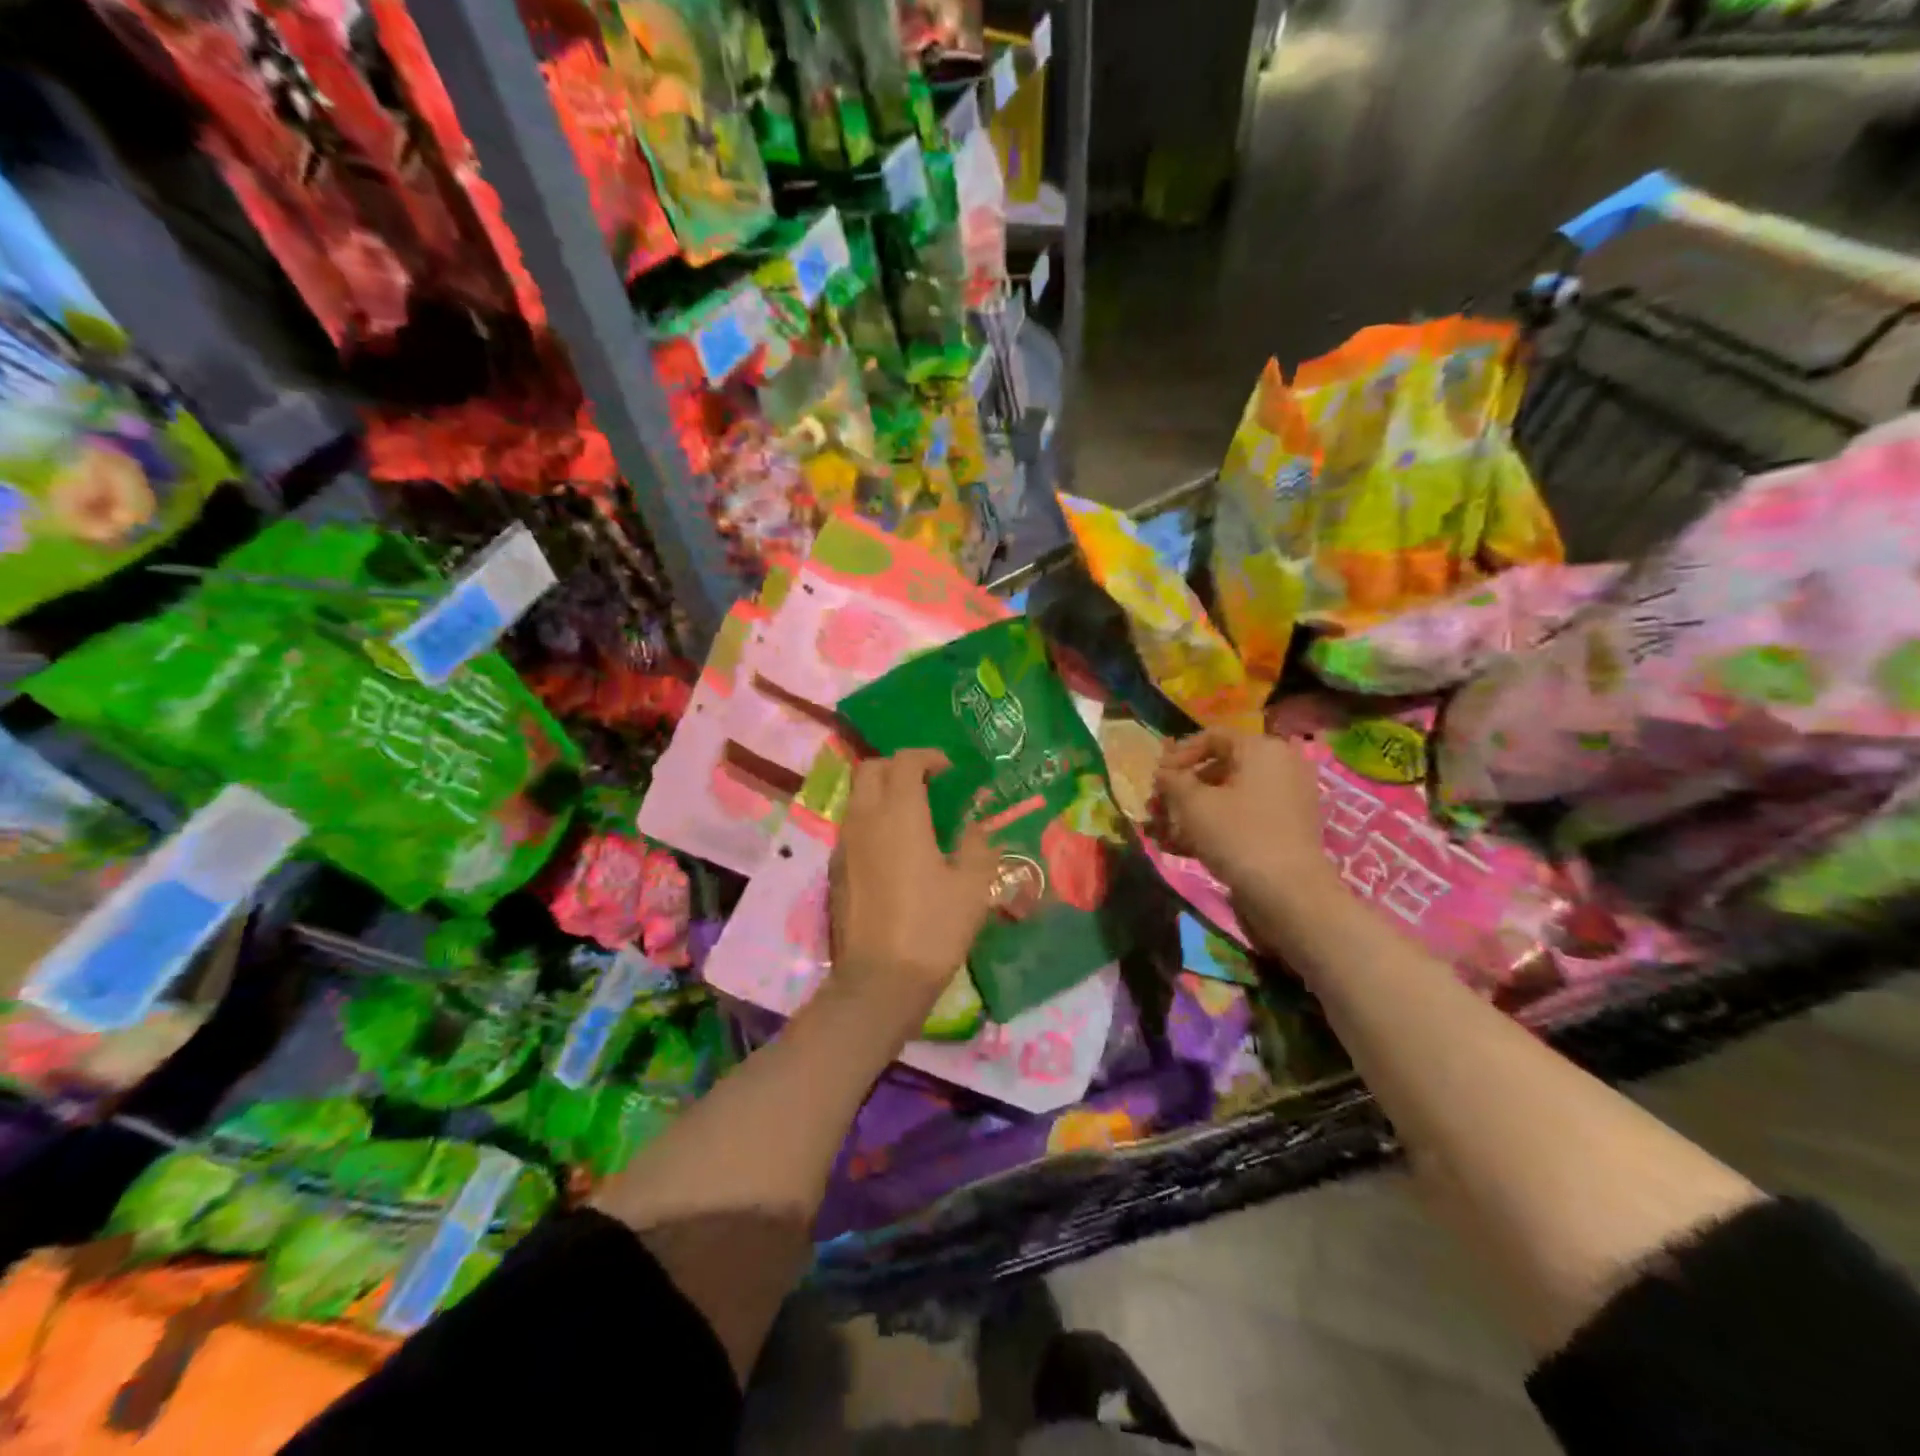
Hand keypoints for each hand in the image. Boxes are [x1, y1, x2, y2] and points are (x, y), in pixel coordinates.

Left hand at [829, 750, 997, 1031]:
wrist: (880, 981)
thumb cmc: (933, 927)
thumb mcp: (971, 886)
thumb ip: (976, 847)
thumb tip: (973, 829)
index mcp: (899, 814)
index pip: (905, 762)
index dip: (928, 757)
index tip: (950, 771)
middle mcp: (864, 820)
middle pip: (871, 770)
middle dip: (899, 767)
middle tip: (928, 785)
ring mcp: (844, 845)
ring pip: (857, 798)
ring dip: (883, 793)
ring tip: (915, 816)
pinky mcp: (836, 871)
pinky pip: (853, 827)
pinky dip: (873, 821)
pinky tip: (896, 851)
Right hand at [1154, 730, 1330, 894]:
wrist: (1290, 893)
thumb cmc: (1238, 835)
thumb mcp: (1193, 804)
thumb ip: (1172, 781)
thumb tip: (1163, 773)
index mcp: (1262, 749)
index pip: (1212, 737)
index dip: (1178, 755)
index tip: (1156, 779)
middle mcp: (1280, 766)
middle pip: (1220, 768)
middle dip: (1182, 788)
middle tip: (1157, 808)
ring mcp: (1287, 799)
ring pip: (1229, 796)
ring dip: (1193, 811)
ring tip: (1164, 832)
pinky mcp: (1286, 829)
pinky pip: (1244, 817)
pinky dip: (1215, 826)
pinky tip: (1185, 847)